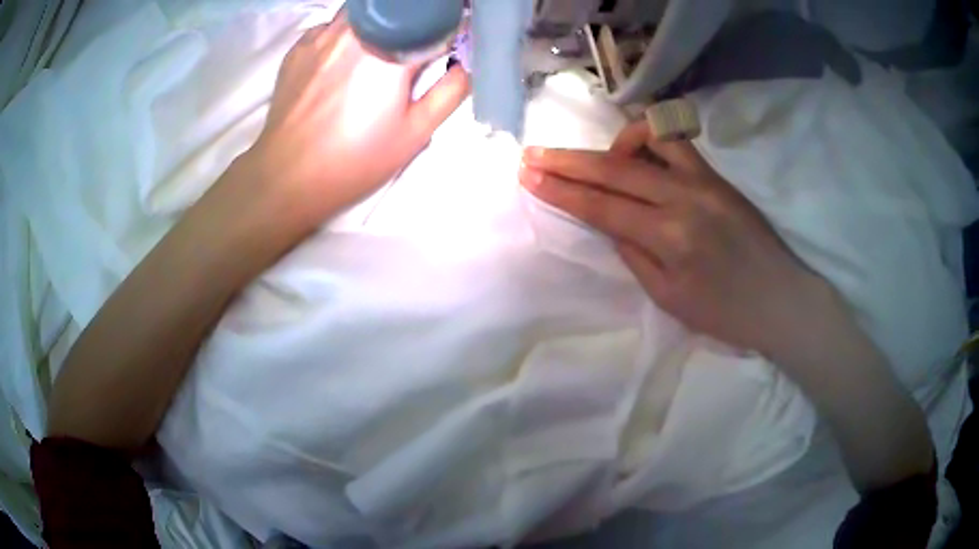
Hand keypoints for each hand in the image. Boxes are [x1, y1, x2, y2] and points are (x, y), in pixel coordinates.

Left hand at [247, 13, 469, 228]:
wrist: (287, 177)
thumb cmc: (354, 160)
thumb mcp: (414, 133)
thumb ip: (450, 91)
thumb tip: (468, 63)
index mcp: (389, 51)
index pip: (435, 21)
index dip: (451, 26)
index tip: (454, 38)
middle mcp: (355, 31)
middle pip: (397, 8)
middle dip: (414, 20)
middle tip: (416, 45)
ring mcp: (322, 35)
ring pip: (363, 11)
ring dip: (381, 21)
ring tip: (382, 48)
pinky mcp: (299, 46)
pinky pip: (333, 25)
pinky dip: (347, 33)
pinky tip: (344, 59)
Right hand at [519, 121, 831, 356]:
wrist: (780, 299)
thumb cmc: (725, 313)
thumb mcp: (669, 297)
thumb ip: (634, 254)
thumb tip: (609, 221)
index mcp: (669, 237)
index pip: (601, 206)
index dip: (560, 190)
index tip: (528, 175)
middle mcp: (684, 198)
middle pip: (613, 169)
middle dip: (566, 161)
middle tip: (533, 154)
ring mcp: (704, 180)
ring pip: (646, 140)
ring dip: (611, 144)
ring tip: (596, 160)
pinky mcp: (717, 174)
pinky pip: (676, 141)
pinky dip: (650, 139)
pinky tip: (639, 154)